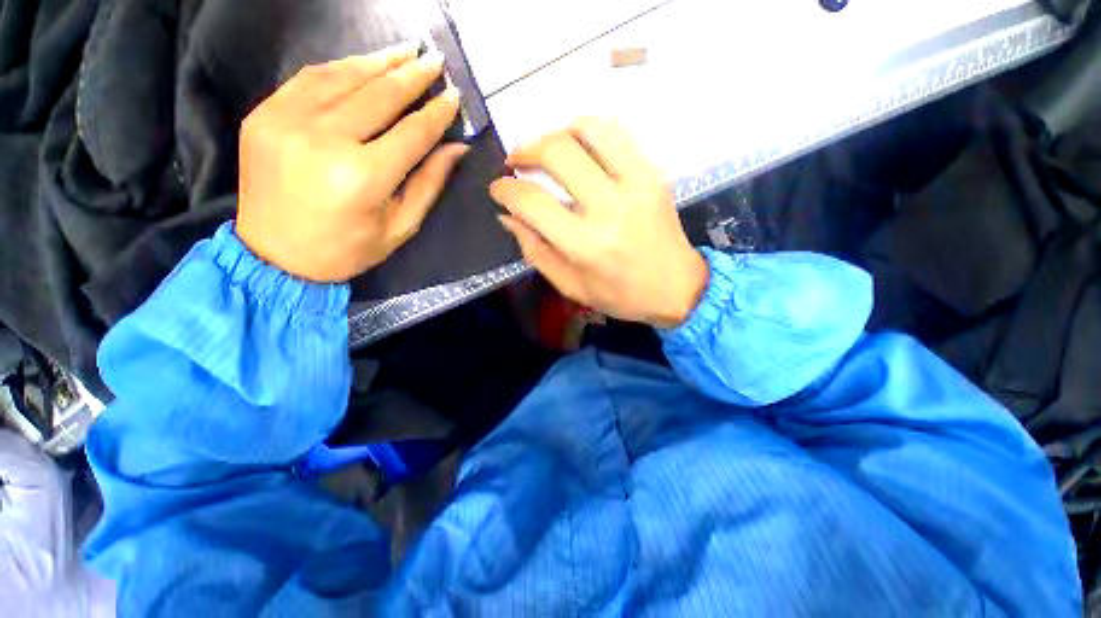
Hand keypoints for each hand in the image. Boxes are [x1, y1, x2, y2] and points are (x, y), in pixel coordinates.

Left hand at [236, 44, 466, 281]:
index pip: (412, 132)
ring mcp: (287, 121)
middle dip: (412, 76)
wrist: (274, 257)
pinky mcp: (263, 114)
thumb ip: (428, 184)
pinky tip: (363, 64)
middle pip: (379, 95)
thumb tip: (456, 147)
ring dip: (379, 62)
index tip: (454, 96)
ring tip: (406, 52)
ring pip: (343, 76)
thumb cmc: (347, 249)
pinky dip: (341, 67)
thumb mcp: (400, 226)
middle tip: (435, 61)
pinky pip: (309, 78)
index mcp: (363, 177)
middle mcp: (325, 139)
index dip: (436, 113)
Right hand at [491, 118, 707, 327]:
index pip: (533, 201)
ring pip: (588, 129)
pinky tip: (578, 148)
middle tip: (516, 162)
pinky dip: (588, 132)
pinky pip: (615, 134)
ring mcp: (636, 183)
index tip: (498, 188)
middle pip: (557, 152)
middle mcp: (609, 207)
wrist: (676, 287)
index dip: (505, 189)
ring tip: (546, 151)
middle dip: (525, 151)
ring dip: (557, 133)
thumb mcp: (570, 285)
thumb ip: (535, 250)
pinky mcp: (652, 173)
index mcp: (586, 244)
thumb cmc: (620, 295)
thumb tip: (508, 215)